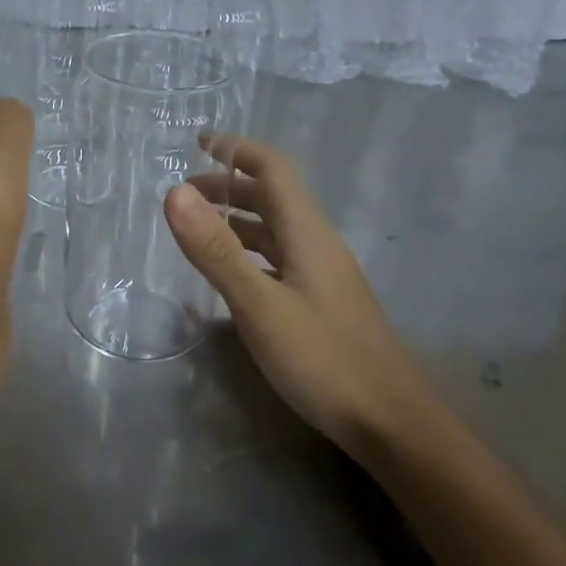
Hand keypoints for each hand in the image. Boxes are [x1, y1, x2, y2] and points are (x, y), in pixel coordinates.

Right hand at [165, 135, 426, 460]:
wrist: (391, 424)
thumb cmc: (323, 359)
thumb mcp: (259, 305)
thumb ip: (216, 250)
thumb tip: (174, 192)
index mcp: (307, 232)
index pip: (273, 168)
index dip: (236, 149)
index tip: (198, 141)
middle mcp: (317, 244)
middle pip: (273, 196)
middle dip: (229, 185)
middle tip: (185, 193)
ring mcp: (322, 275)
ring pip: (275, 230)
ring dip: (238, 219)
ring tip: (199, 228)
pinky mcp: (321, 302)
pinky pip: (278, 259)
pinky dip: (248, 251)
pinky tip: (232, 274)